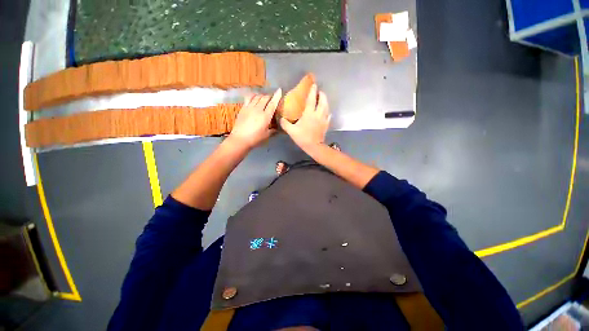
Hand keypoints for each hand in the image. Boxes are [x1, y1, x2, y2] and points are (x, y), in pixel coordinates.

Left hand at [229, 89, 281, 150]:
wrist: (240, 139)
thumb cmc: (255, 139)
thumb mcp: (266, 135)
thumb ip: (273, 131)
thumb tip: (278, 129)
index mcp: (265, 116)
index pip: (272, 104)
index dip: (277, 96)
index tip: (279, 90)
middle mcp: (258, 109)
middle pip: (265, 98)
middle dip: (270, 96)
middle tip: (272, 98)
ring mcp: (249, 107)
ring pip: (257, 97)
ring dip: (262, 96)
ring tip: (264, 98)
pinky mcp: (243, 108)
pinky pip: (248, 98)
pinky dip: (253, 96)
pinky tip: (254, 98)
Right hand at [280, 84, 330, 151]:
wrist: (314, 146)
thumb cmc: (302, 138)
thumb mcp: (291, 131)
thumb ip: (285, 124)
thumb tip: (280, 118)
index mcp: (309, 113)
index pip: (312, 99)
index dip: (312, 91)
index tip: (314, 84)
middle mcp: (318, 114)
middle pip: (322, 101)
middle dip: (321, 94)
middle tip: (319, 91)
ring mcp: (323, 119)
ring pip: (327, 107)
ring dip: (325, 101)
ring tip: (322, 99)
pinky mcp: (326, 124)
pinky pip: (328, 115)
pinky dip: (327, 111)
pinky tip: (326, 112)